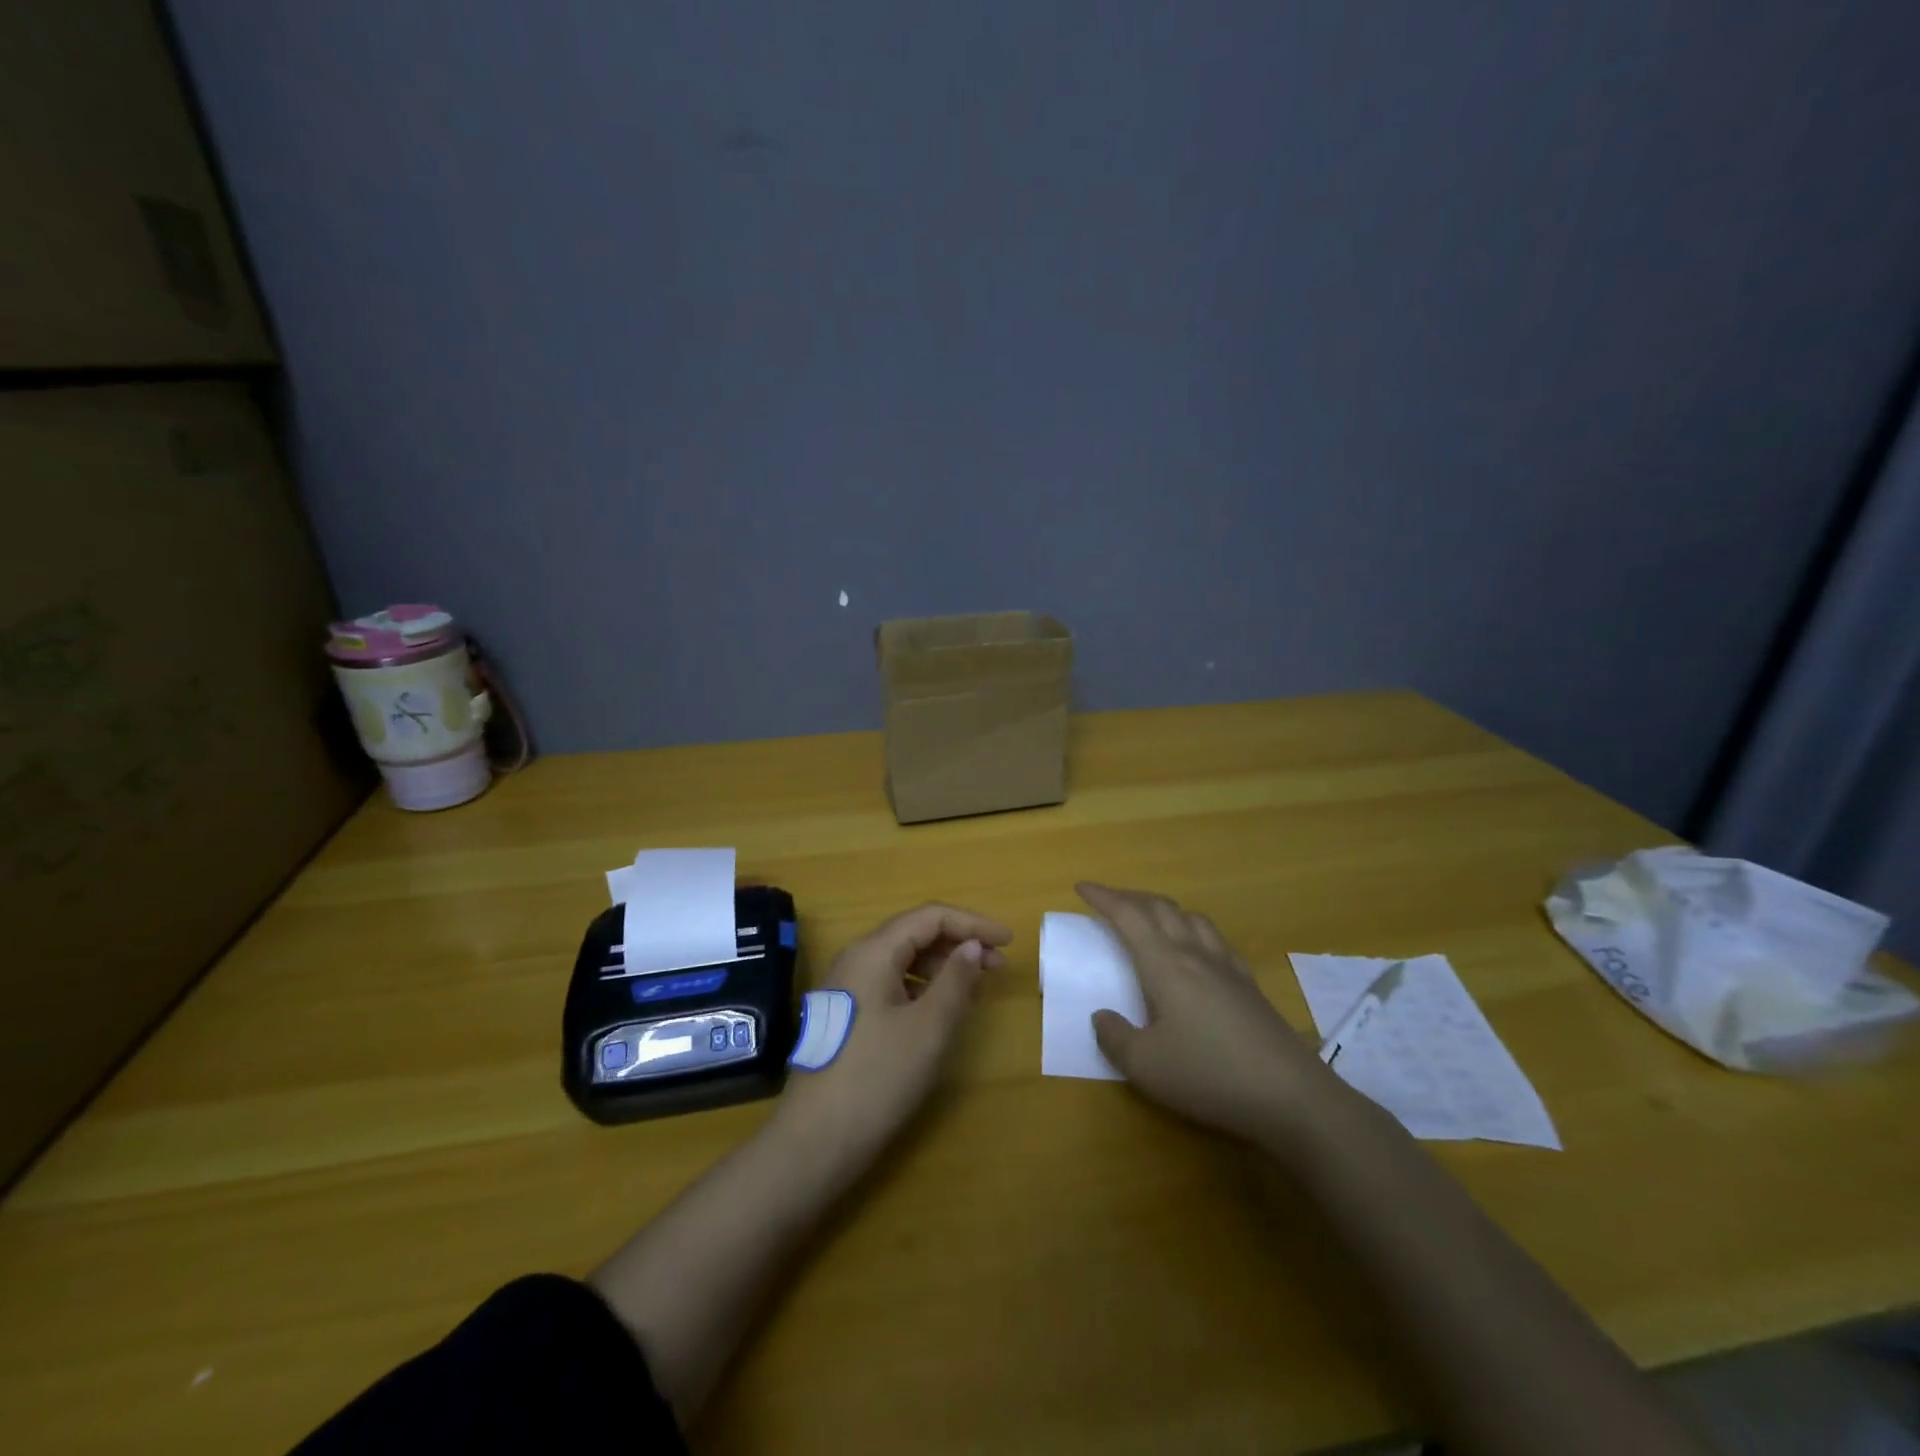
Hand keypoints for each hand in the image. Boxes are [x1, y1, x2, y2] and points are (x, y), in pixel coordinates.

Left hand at [774, 903, 1010, 1166]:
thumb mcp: (929, 1027)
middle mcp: (857, 958)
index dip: (973, 923)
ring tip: (975, 987)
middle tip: (998, 966)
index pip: (930, 916)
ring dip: (943, 965)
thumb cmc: (878, 1077)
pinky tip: (940, 1008)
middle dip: (959, 943)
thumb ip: (956, 979)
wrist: (816, 1140)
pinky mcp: (848, 1013)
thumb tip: (972, 946)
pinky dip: (923, 986)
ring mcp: (848, 986)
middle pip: (915, 933)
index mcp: (874, 951)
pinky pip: (892, 982)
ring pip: (903, 959)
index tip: (1009, 942)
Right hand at [1078, 883, 1353, 1144]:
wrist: (1291, 1096)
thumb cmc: (1209, 1075)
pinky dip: (1195, 930)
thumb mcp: (1146, 1066)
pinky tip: (1198, 950)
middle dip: (1131, 898)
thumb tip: (1102, 1016)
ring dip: (1165, 910)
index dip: (1104, 898)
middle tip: (1109, 901)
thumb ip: (1115, 1037)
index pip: (1128, 917)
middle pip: (1161, 908)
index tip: (1082, 887)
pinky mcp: (1250, 986)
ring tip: (1151, 919)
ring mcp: (1228, 968)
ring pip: (1192, 918)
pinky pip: (1216, 940)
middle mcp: (1195, 955)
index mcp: (1165, 965)